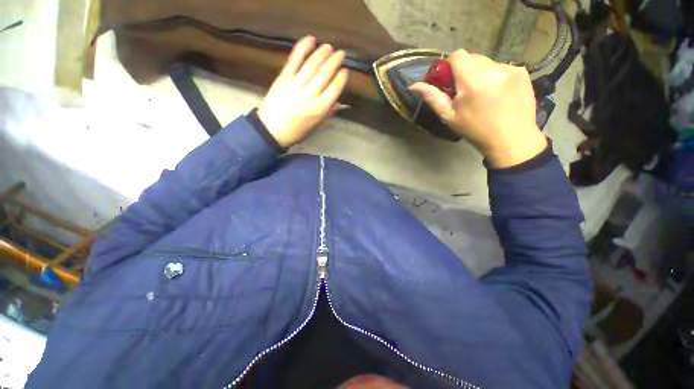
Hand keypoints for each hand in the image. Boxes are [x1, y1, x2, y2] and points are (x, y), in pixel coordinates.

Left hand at [257, 36, 348, 147]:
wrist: (271, 130)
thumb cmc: (296, 131)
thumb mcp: (315, 126)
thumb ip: (327, 113)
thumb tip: (337, 102)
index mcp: (320, 109)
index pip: (334, 89)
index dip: (341, 78)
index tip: (345, 70)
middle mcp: (310, 95)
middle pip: (325, 74)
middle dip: (334, 61)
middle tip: (340, 53)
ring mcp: (296, 85)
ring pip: (312, 65)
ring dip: (322, 53)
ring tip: (329, 46)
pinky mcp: (283, 78)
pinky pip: (294, 60)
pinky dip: (302, 48)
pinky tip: (310, 39)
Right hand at [410, 50, 546, 167]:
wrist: (511, 139)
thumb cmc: (475, 130)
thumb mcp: (449, 117)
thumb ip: (433, 98)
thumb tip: (414, 86)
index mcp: (473, 80)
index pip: (457, 55)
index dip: (449, 66)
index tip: (449, 81)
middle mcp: (493, 68)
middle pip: (472, 57)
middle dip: (464, 70)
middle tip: (464, 91)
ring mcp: (511, 68)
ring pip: (487, 62)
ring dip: (479, 73)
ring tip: (482, 94)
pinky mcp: (522, 71)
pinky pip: (501, 67)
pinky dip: (494, 76)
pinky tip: (496, 93)